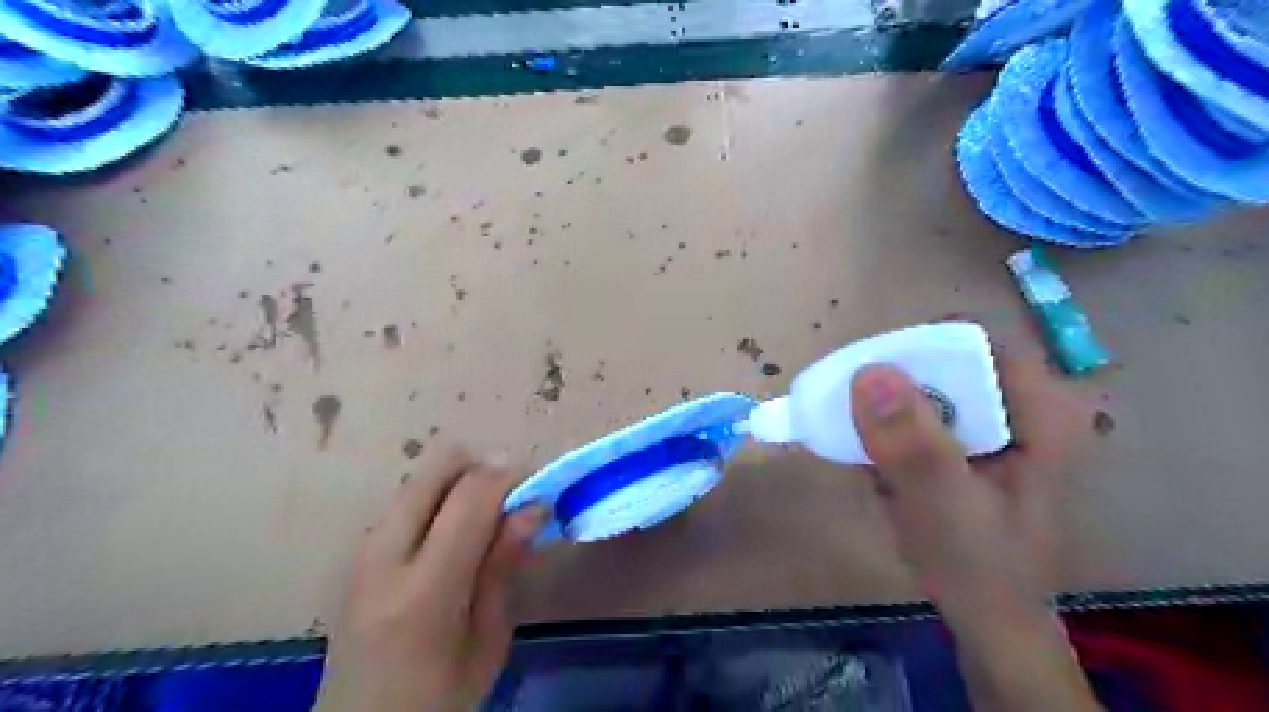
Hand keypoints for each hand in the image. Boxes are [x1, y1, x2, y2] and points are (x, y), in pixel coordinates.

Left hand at [314, 450, 540, 711]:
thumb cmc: (439, 696)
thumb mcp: (489, 639)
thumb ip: (503, 564)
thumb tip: (533, 505)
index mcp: (424, 590)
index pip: (470, 496)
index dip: (510, 477)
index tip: (537, 490)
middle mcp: (384, 554)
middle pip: (437, 466)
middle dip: (482, 468)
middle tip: (509, 500)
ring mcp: (363, 547)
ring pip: (421, 477)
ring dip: (460, 484)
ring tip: (483, 523)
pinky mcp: (358, 548)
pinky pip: (409, 499)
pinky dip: (439, 500)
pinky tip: (452, 538)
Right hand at [846, 339, 1084, 626]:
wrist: (990, 622)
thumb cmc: (980, 567)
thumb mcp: (944, 504)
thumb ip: (912, 442)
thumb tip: (868, 371)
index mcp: (1039, 412)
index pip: (975, 342)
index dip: (919, 347)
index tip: (868, 371)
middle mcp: (1019, 410)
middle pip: (946, 364)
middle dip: (894, 384)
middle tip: (849, 408)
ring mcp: (992, 430)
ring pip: (928, 391)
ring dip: (886, 411)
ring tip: (855, 438)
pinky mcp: (967, 449)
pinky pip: (920, 419)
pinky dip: (889, 432)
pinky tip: (871, 460)